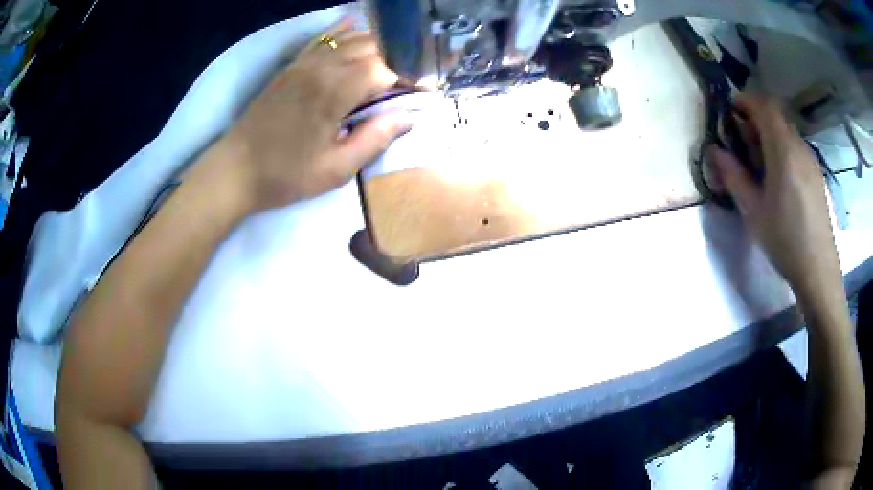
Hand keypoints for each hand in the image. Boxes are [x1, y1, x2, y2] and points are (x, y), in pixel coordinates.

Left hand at [206, 19, 412, 212]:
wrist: (235, 170)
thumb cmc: (285, 175)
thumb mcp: (336, 169)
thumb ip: (375, 138)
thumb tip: (409, 116)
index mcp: (334, 92)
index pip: (383, 70)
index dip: (403, 82)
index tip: (411, 98)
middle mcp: (321, 68)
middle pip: (370, 48)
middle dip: (391, 62)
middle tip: (399, 85)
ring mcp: (303, 63)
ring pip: (349, 39)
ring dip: (373, 47)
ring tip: (385, 63)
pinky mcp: (291, 66)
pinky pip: (322, 39)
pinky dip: (343, 32)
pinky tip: (356, 27)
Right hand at [708, 94, 841, 302]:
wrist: (818, 269)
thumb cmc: (785, 241)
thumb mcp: (754, 212)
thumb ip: (734, 176)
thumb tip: (715, 151)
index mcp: (783, 151)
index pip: (764, 106)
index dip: (746, 101)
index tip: (731, 112)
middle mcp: (799, 147)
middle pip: (776, 116)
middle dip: (756, 119)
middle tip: (743, 142)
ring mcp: (811, 160)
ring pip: (787, 131)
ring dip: (770, 134)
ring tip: (760, 163)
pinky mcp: (816, 174)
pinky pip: (796, 147)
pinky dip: (783, 148)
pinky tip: (779, 177)